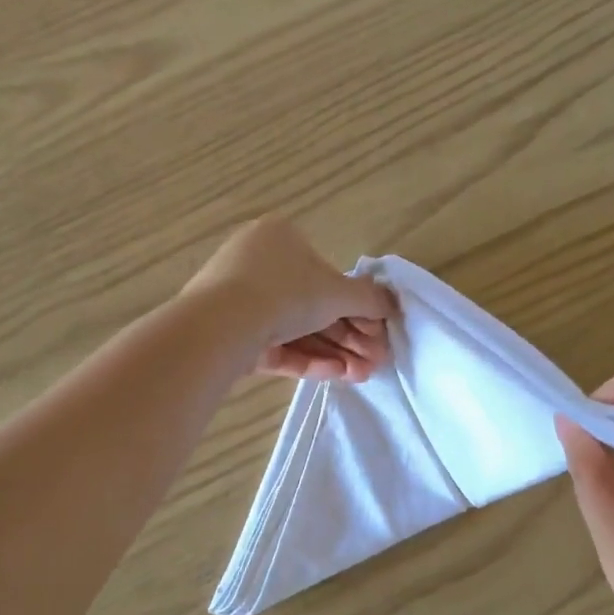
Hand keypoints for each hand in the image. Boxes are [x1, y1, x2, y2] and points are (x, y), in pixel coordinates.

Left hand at [183, 216, 398, 380]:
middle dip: (350, 336)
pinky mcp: (232, 336)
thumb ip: (370, 298)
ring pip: (297, 330)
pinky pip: (277, 345)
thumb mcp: (337, 292)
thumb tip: (393, 303)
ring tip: (361, 376)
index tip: (378, 332)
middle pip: (314, 305)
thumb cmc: (284, 292)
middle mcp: (258, 265)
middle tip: (376, 360)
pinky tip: (337, 375)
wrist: (220, 326)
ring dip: (334, 352)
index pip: (327, 274)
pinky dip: (307, 359)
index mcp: (280, 238)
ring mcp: (240, 302)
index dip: (358, 306)